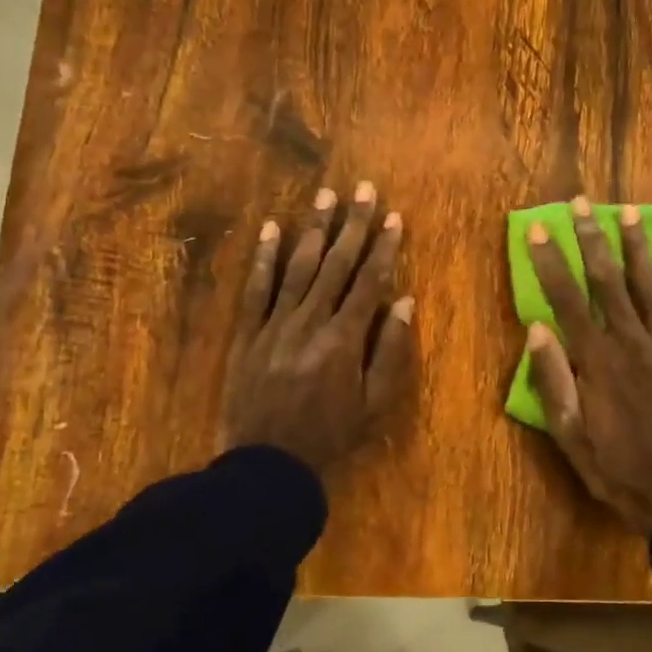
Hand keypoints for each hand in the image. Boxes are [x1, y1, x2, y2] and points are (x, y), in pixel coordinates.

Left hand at [222, 182, 415, 472]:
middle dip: (353, 224)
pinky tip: (271, 227)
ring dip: (314, 229)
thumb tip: (404, 301)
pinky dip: (264, 256)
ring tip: (327, 195)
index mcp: (344, 338)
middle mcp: (310, 321)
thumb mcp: (375, 404)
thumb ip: (390, 351)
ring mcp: (275, 323)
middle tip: (364, 189)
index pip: (369, 281)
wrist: (267, 463)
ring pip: (298, 266)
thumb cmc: (330, 436)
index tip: (394, 217)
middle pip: (336, 264)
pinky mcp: (248, 332)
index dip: (383, 247)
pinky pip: (256, 288)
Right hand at [524, 197, 651, 536]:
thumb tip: (536, 327)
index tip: (540, 229)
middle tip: (583, 203)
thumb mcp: (568, 433)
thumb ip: (552, 379)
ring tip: (630, 211)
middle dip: (592, 239)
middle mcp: (631, 343)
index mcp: (596, 361)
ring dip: (637, 247)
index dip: (551, 262)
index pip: (566, 300)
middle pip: (607, 282)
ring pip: (648, 288)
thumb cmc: (613, 466)